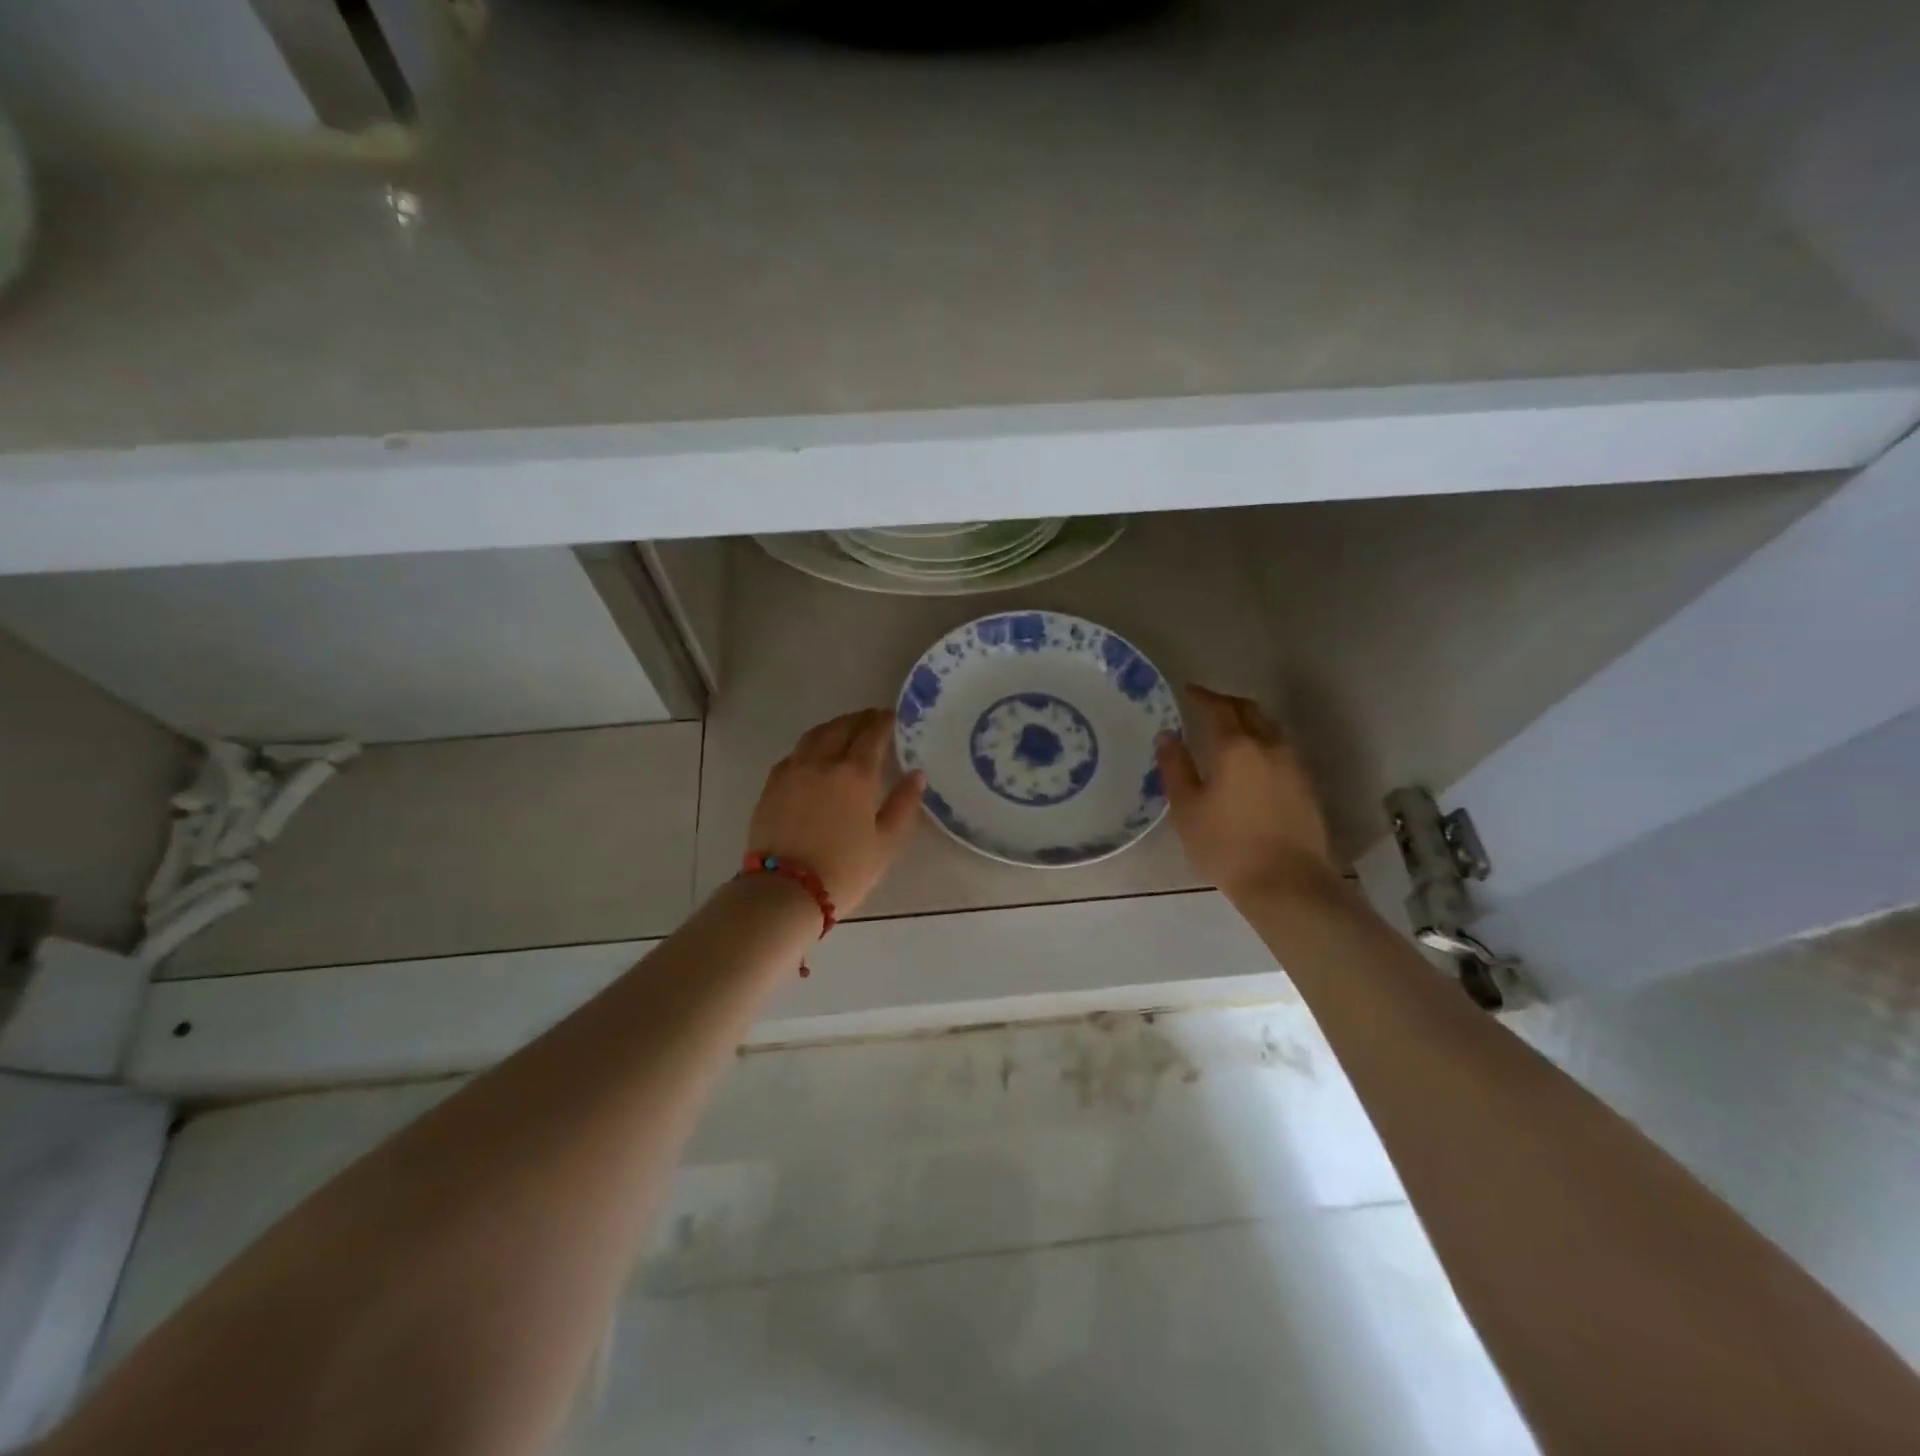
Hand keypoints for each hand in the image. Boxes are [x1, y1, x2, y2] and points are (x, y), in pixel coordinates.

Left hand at [747, 708, 925, 915]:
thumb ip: (904, 804)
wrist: (785, 891)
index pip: (872, 734)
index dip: (884, 722)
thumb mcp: (886, 843)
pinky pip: (794, 754)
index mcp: (854, 774)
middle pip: (842, 727)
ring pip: (815, 735)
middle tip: (873, 719)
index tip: (894, 717)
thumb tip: (917, 774)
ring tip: (845, 729)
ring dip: (834, 726)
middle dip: (860, 719)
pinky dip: (810, 746)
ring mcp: (793, 771)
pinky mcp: (772, 785)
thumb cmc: (844, 869)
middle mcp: (822, 762)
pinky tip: (814, 755)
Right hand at [1156, 684, 1338, 901]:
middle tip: (1208, 705)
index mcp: (1236, 747)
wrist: (1287, 882)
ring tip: (1230, 730)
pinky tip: (1251, 761)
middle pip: (1250, 711)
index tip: (1187, 691)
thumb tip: (1168, 737)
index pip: (1218, 709)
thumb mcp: (1187, 809)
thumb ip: (1175, 768)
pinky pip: (1281, 749)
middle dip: (1228, 703)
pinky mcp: (1306, 786)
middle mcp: (1269, 746)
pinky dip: (1262, 742)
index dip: (1202, 696)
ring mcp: (1293, 765)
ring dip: (1249, 721)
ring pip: (1270, 728)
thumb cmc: (1226, 845)